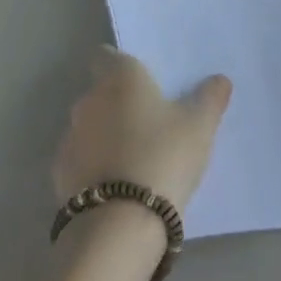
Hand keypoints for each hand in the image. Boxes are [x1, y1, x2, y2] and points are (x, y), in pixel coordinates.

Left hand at [54, 50, 230, 210]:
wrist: (120, 224)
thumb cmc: (163, 157)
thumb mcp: (199, 126)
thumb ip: (210, 98)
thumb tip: (220, 80)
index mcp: (120, 78)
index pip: (106, 56)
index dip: (120, 65)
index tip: (140, 82)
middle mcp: (89, 99)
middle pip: (100, 92)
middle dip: (118, 104)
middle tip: (149, 125)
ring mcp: (70, 137)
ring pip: (89, 127)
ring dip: (105, 136)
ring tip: (134, 160)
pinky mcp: (60, 174)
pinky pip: (81, 160)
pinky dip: (94, 167)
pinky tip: (116, 187)